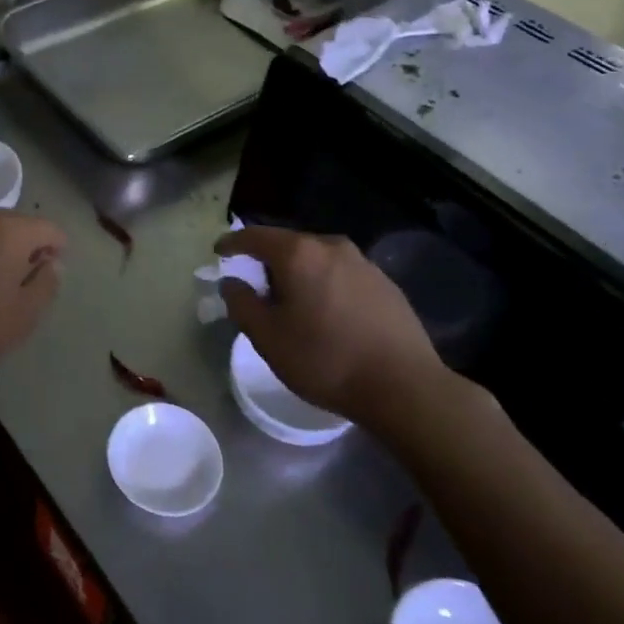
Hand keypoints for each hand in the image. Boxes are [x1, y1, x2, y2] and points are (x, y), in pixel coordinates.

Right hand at [216, 226, 466, 439]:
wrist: (404, 387)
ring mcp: (364, 263)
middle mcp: (332, 246)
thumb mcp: (267, 337)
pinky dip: (325, 286)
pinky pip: (342, 275)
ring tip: (292, 304)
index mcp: (299, 253)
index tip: (218, 252)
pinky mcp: (386, 284)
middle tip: (255, 286)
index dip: (232, 243)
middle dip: (267, 262)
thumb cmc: (325, 359)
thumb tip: (232, 282)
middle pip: (288, 245)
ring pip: (318, 260)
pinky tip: (327, 315)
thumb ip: (241, 303)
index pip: (254, 236)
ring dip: (299, 275)